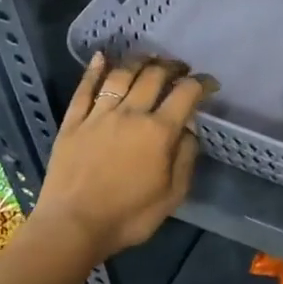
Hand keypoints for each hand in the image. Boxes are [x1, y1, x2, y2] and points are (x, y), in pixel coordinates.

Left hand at [32, 53, 212, 261]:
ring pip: (121, 75)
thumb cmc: (129, 216)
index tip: (210, 83)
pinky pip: (84, 89)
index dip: (202, 83)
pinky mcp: (73, 122)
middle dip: (172, 67)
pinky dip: (94, 70)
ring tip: (149, 58)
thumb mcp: (172, 195)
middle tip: (180, 68)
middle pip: (154, 76)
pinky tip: (102, 57)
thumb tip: (189, 129)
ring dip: (139, 61)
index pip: (186, 94)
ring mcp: (99, 115)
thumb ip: (185, 157)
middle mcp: (131, 113)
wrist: (73, 226)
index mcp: (159, 131)